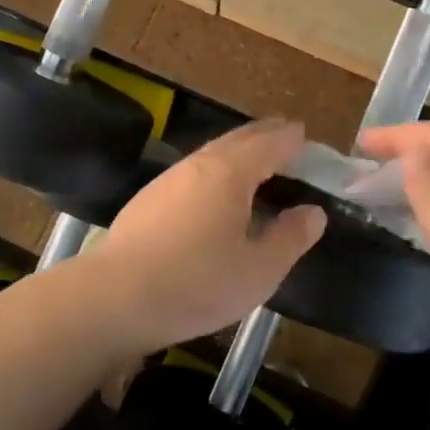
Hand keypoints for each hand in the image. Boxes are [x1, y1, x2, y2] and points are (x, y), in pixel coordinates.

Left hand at [90, 119, 325, 355]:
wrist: (116, 296)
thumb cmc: (196, 283)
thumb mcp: (258, 270)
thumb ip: (290, 238)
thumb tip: (313, 212)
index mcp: (231, 172)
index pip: (269, 143)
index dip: (290, 138)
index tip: (305, 135)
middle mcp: (200, 164)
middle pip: (239, 139)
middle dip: (265, 134)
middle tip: (285, 133)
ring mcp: (170, 178)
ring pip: (213, 152)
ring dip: (238, 149)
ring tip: (256, 159)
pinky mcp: (150, 198)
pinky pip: (195, 169)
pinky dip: (217, 167)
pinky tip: (215, 190)